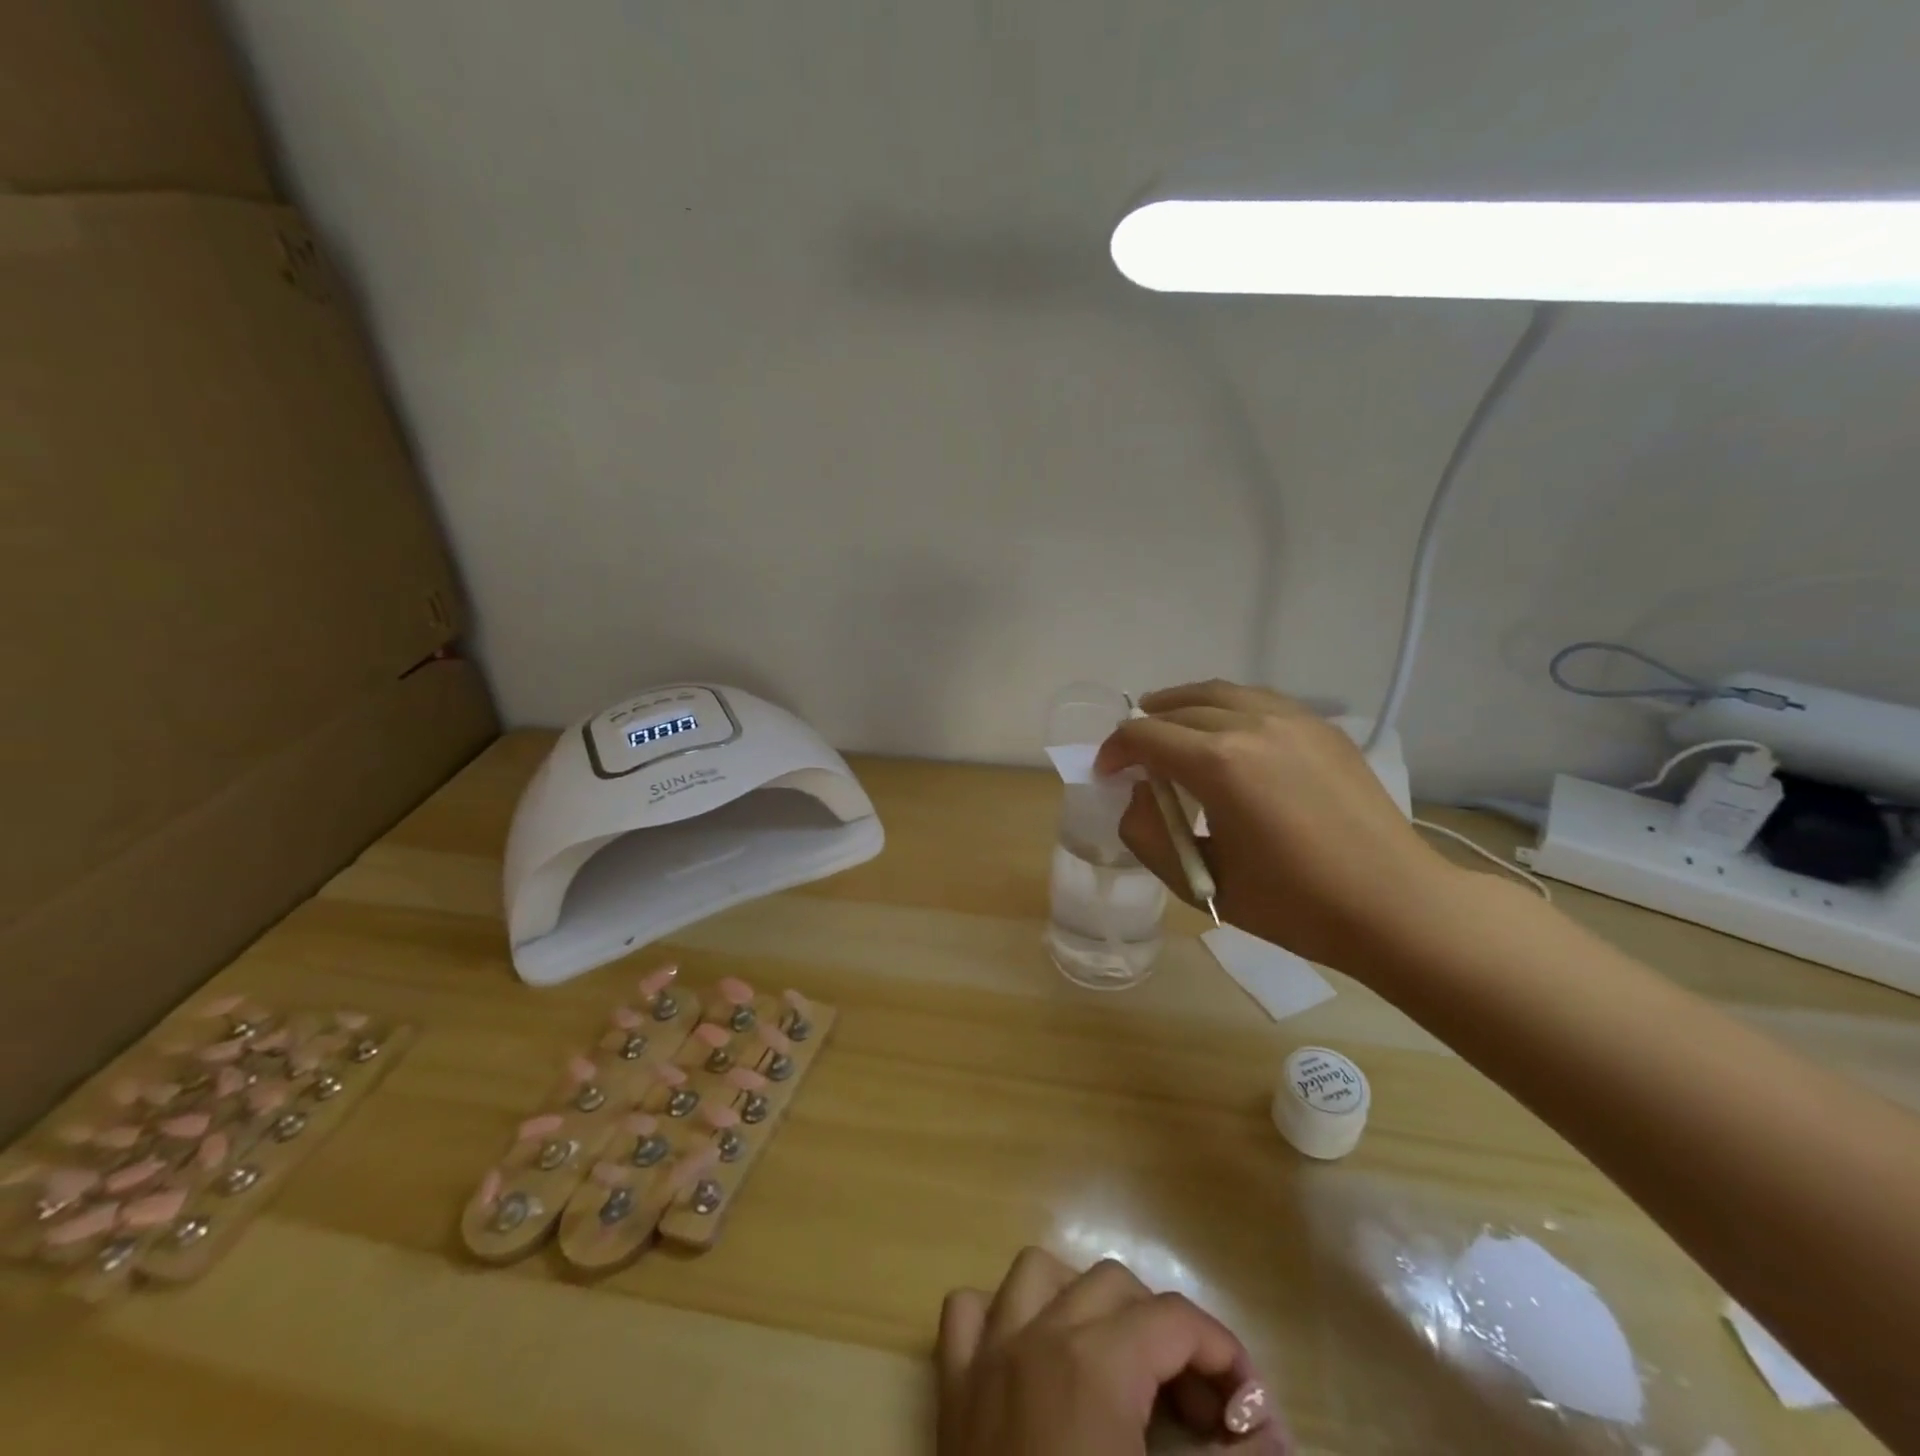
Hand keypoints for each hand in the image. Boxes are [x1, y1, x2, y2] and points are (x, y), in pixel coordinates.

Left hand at [936, 1246, 1285, 1455]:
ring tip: (1117, 1363)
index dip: (1223, 1353)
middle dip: (1163, 1332)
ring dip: (1082, 1302)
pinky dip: (1002, 1316)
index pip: (1174, 1319)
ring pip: (1038, 1274)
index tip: (1252, 1411)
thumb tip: (1274, 1440)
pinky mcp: (952, 1387)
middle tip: (1195, 1408)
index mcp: (1096, 1363)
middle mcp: (1038, 1335)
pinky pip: (969, 1311)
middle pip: (1114, 1285)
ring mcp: (987, 1354)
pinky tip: (1029, 1357)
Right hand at [1094, 680, 1460, 968]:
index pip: (1144, 736)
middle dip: (1145, 726)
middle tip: (1133, 753)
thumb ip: (1149, 835)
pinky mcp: (1322, 728)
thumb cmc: (1294, 905)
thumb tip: (1138, 797)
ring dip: (1183, 704)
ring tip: (1167, 721)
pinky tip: (1226, 729)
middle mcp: (1252, 726)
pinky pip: (1259, 700)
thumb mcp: (1202, 882)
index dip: (1115, 751)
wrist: (1394, 906)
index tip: (1107, 773)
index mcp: (1219, 764)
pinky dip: (1227, 706)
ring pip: (1220, 692)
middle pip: (1178, 707)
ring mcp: (1293, 720)